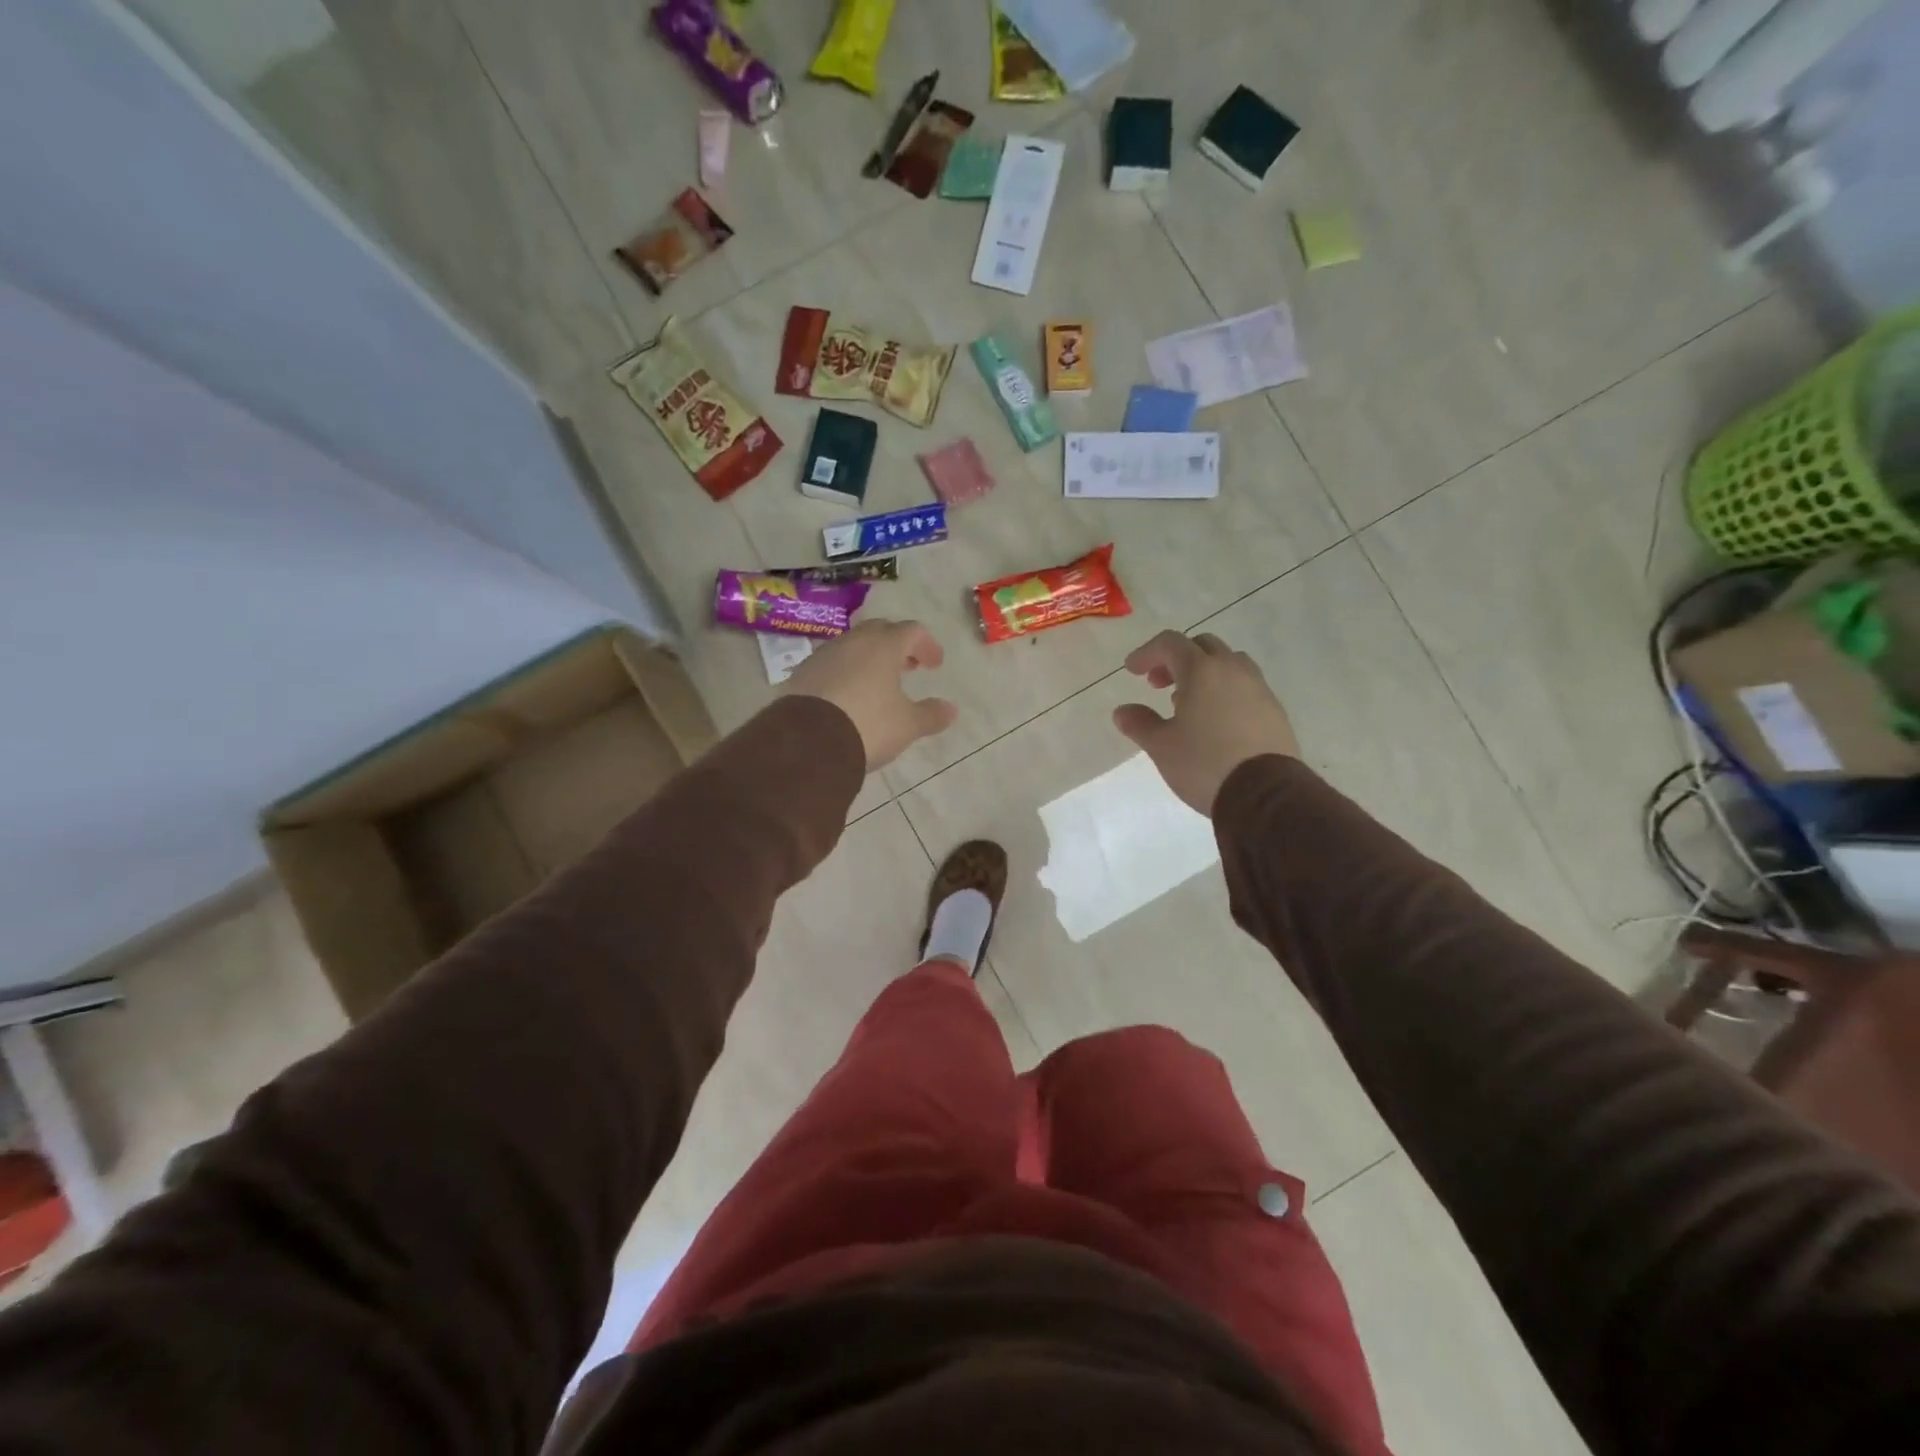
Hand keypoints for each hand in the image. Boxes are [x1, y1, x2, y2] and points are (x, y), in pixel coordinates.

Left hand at [783, 619, 958, 770]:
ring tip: (877, 683)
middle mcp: (852, 642)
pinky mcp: (801, 674)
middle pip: (880, 631)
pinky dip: (845, 672)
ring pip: (852, 646)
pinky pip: (830, 664)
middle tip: (908, 666)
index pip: (912, 631)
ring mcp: (823, 655)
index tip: (935, 664)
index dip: (927, 645)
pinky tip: (847, 696)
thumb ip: (930, 715)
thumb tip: (951, 709)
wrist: (806, 742)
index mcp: (883, 646)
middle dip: (897, 646)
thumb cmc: (867, 725)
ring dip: (868, 658)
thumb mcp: (906, 725)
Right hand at [1112, 631, 1298, 814]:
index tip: (1132, 671)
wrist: (1265, 794)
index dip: (1147, 652)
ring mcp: (1259, 689)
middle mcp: (1233, 670)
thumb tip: (1122, 711)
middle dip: (1176, 659)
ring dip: (1204, 673)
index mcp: (1202, 671)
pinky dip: (1225, 691)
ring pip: (1229, 664)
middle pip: (1202, 646)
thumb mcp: (1161, 746)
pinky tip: (1215, 722)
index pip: (1170, 643)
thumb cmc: (1204, 764)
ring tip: (1189, 703)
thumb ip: (1140, 723)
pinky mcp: (1275, 711)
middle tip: (1159, 685)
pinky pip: (1246, 687)